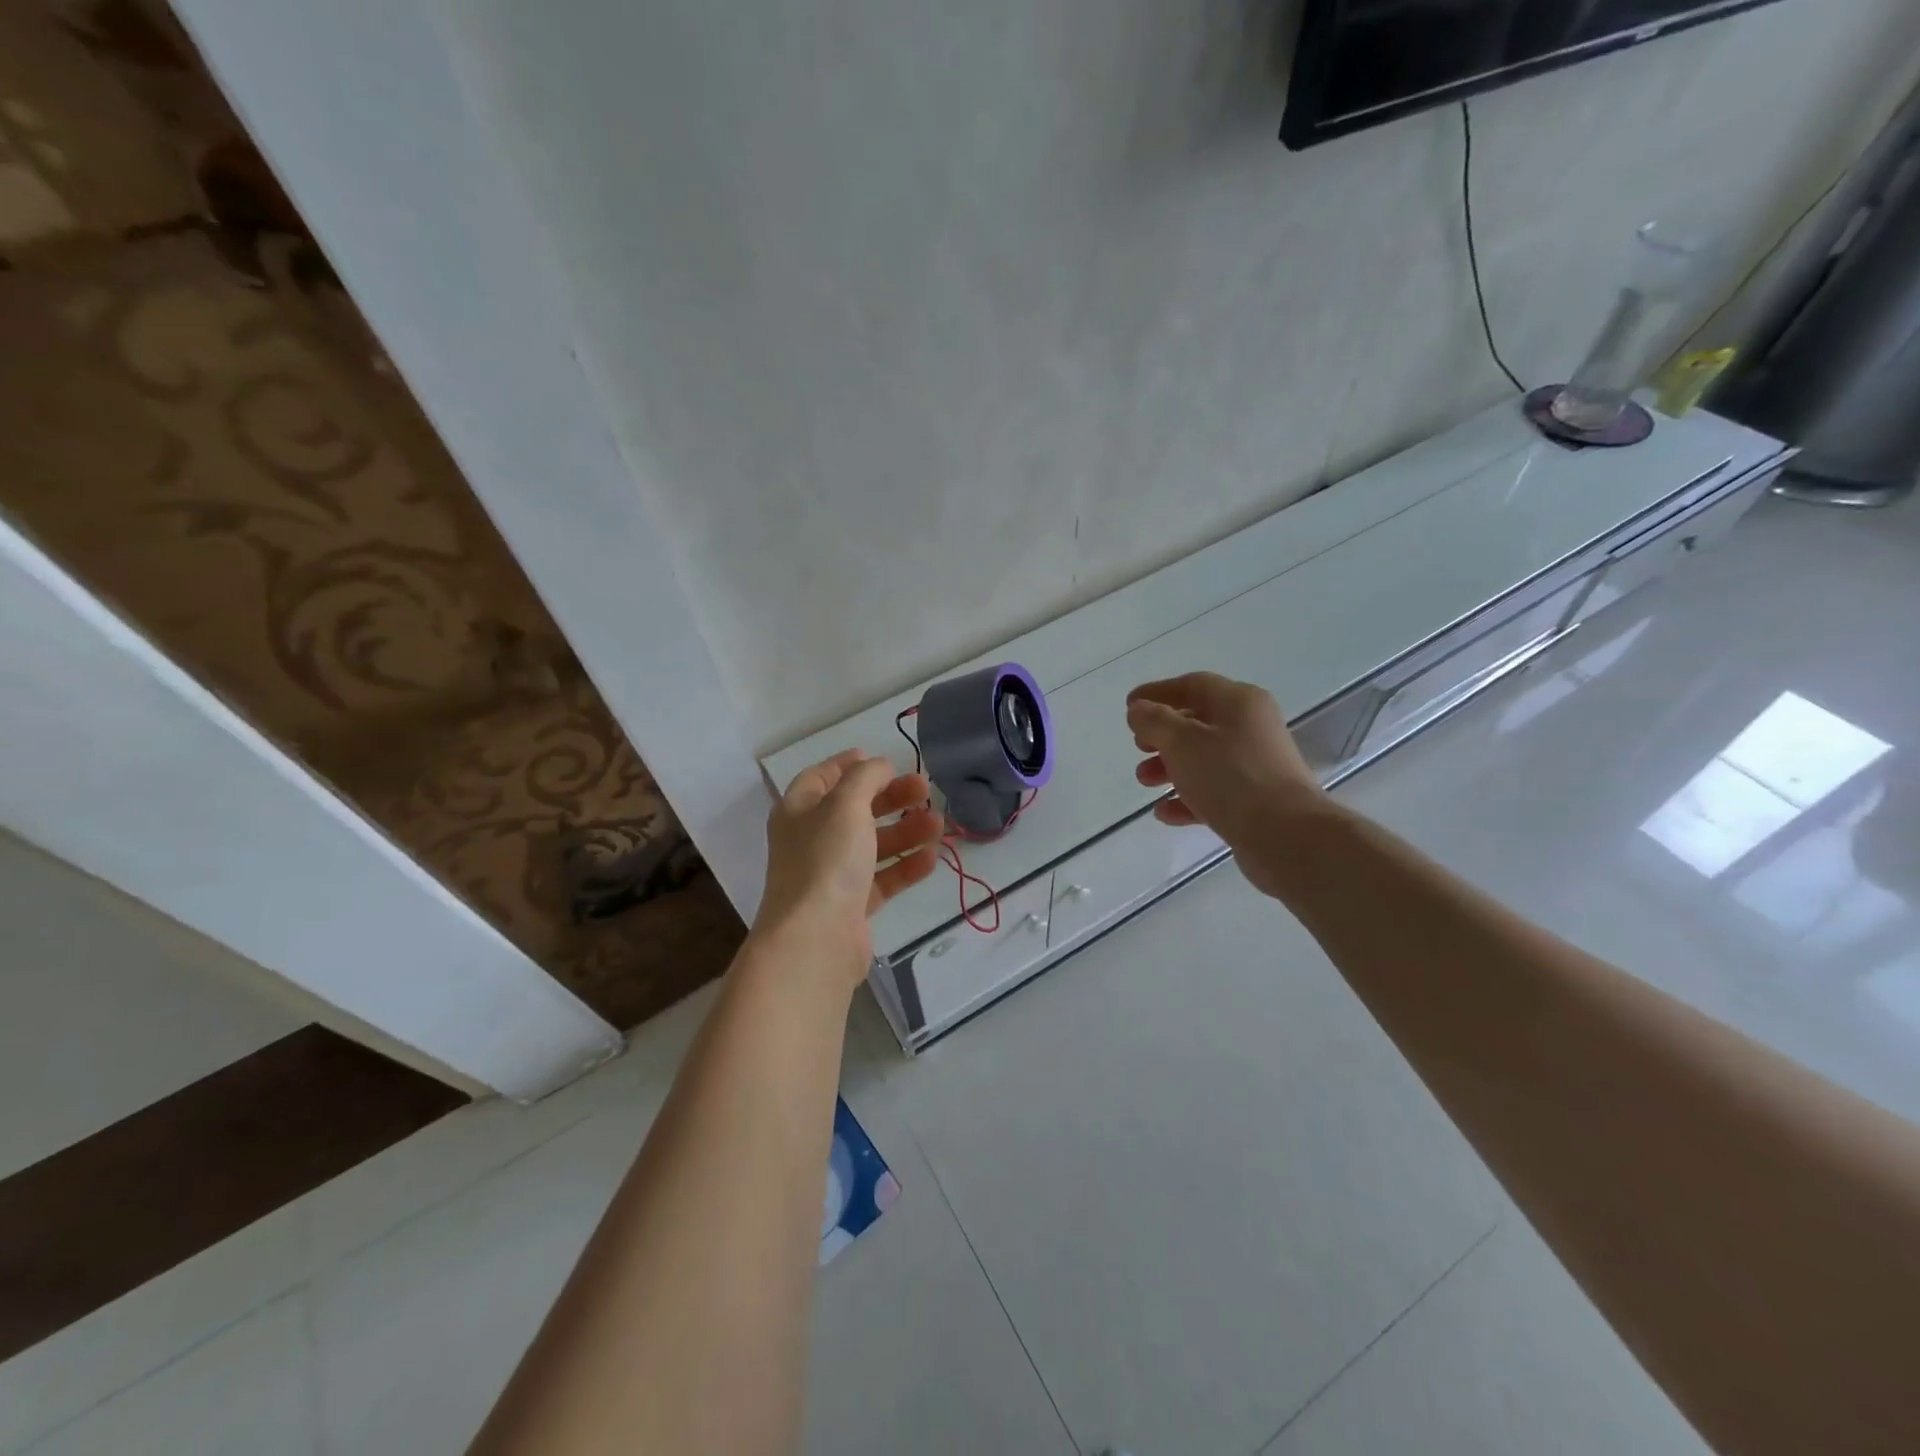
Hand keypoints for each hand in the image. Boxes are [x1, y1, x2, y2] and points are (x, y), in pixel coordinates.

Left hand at [753, 749, 942, 989]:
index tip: (883, 758)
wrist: (816, 939)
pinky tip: (932, 858)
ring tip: (939, 824)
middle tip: (924, 789)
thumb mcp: (846, 804)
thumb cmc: (826, 860)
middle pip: (854, 809)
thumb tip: (879, 765)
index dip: (849, 764)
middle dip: (890, 797)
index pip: (822, 777)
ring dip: (905, 831)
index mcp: (799, 811)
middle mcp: (811, 840)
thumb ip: (866, 777)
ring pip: (873, 844)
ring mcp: (831, 874)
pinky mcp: (852, 905)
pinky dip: (906, 866)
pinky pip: (883, 878)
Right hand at [1126, 672, 1328, 896]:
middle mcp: (1251, 727)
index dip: (1157, 692)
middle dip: (1162, 735)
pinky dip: (1187, 798)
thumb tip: (1139, 710)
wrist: (1285, 835)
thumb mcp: (1182, 742)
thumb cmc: (1230, 777)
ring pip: (1203, 759)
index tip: (1129, 706)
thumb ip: (1154, 721)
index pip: (1192, 685)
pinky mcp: (1255, 800)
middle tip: (1138, 747)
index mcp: (1239, 702)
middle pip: (1197, 722)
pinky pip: (1214, 791)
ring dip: (1169, 767)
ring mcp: (1256, 765)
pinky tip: (1164, 813)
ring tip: (1144, 781)